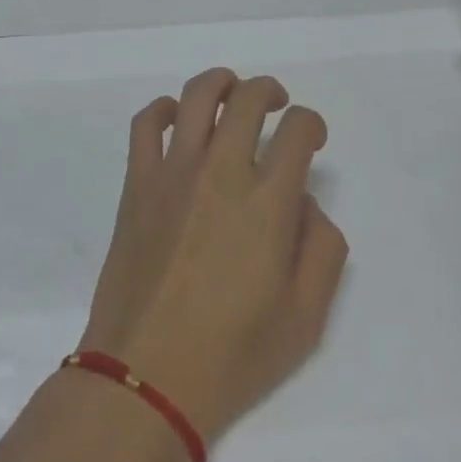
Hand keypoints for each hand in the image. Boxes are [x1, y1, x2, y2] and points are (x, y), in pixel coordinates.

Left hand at [80, 69, 348, 443]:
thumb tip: (305, 202)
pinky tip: (176, 118)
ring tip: (233, 94)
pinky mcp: (137, 183)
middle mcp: (221, 171)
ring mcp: (174, 172)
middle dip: (270, 92)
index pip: (298, 130)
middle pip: (248, 98)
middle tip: (278, 106)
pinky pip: (146, 124)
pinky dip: (163, 108)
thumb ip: (322, 249)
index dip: (312, 124)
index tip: (312, 138)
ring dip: (222, 83)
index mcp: (267, 201)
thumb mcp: (306, 318)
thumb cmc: (232, 355)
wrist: (146, 378)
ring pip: (197, 96)